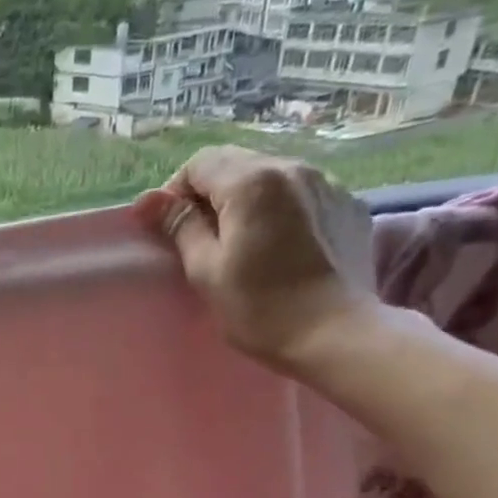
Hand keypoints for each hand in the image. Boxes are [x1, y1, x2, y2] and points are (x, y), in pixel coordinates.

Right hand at [134, 146, 378, 370]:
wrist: (336, 334)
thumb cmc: (259, 307)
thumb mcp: (206, 269)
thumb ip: (180, 226)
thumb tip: (148, 200)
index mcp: (251, 182)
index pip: (199, 163)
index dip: (176, 192)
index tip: (171, 230)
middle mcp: (292, 168)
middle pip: (237, 163)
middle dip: (211, 193)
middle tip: (200, 237)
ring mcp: (328, 184)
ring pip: (271, 176)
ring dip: (247, 199)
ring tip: (241, 240)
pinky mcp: (349, 206)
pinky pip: (303, 194)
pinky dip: (281, 208)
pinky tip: (279, 245)